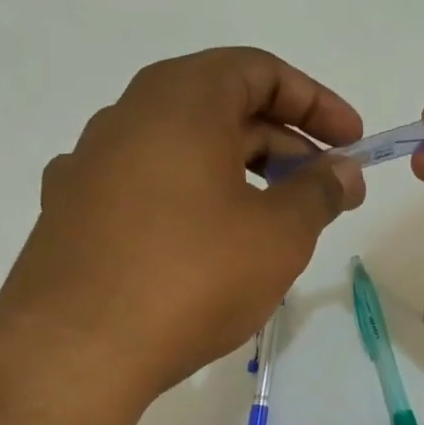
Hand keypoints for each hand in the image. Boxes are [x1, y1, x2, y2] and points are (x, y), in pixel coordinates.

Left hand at [0, 48, 364, 397]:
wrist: (74, 353)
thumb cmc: (192, 277)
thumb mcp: (278, 234)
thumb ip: (319, 192)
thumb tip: (343, 171)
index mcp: (180, 100)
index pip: (259, 71)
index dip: (315, 102)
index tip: (351, 142)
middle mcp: (128, 116)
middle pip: (222, 108)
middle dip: (284, 145)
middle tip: (326, 191)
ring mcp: (91, 164)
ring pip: (183, 149)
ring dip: (239, 173)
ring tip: (275, 222)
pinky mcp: (72, 211)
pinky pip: (148, 186)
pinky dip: (191, 199)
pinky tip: (206, 243)